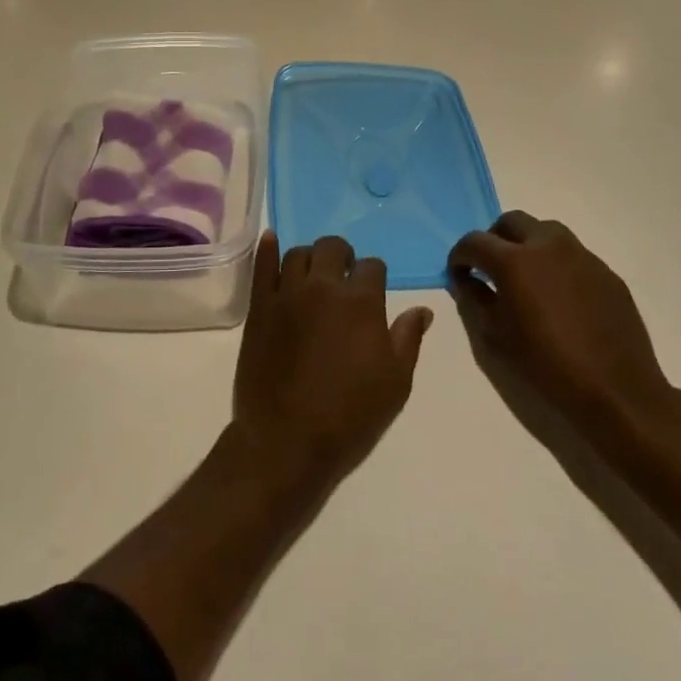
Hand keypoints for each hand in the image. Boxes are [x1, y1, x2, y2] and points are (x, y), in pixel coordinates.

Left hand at [231, 233, 432, 494]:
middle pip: (333, 247)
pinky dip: (268, 248)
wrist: (287, 441)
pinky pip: (262, 265)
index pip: (373, 267)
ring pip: (299, 253)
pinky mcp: (258, 306)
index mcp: (361, 303)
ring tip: (315, 274)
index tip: (374, 291)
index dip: (375, 276)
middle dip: (343, 256)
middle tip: (344, 276)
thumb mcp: (395, 384)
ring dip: (311, 258)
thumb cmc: (350, 417)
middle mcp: (323, 288)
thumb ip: (408, 339)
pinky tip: (272, 239)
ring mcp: (286, 293)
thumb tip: (422, 310)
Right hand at [447, 211, 677, 443]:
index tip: (459, 274)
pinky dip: (557, 264)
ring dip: (528, 245)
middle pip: (511, 222)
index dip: (460, 256)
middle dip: (494, 240)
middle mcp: (548, 246)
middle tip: (491, 268)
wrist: (617, 394)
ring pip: (545, 231)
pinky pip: (573, 256)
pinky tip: (560, 297)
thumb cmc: (547, 366)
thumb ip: (474, 299)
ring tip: (527, 278)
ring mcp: (582, 256)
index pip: (474, 241)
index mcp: (514, 261)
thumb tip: (467, 280)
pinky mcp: (607, 273)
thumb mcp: (495, 337)